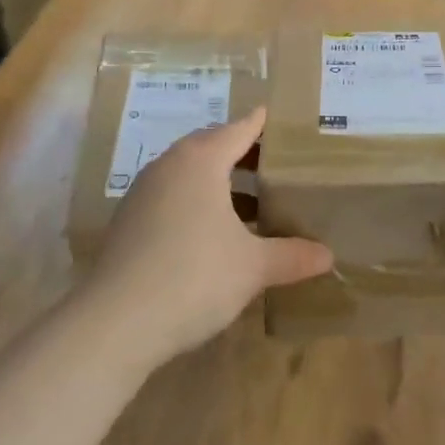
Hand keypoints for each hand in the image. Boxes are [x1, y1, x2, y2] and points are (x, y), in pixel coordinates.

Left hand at [82, 108, 331, 365]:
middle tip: (279, 164)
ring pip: (190, 174)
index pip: (239, 129)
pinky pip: (174, 198)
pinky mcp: (130, 223)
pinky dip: (200, 203)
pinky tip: (218, 233)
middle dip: (245, 153)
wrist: (116, 324)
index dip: (264, 124)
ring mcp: (143, 194)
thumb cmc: (194, 277)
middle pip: (212, 146)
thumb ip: (292, 255)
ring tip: (256, 201)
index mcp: (200, 161)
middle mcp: (169, 167)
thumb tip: (328, 256)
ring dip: (222, 182)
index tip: (285, 120)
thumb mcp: (253, 267)